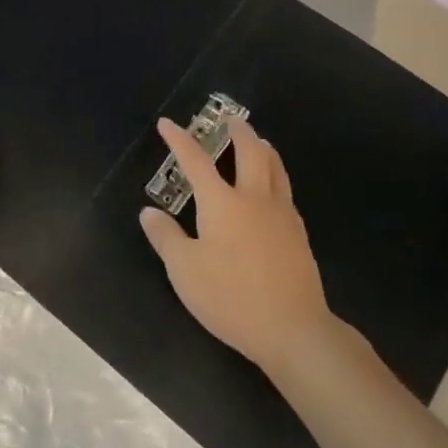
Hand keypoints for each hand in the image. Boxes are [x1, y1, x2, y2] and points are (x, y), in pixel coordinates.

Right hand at [140, 116, 330, 374]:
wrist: (292, 328)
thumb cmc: (230, 297)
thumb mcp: (185, 271)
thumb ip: (166, 238)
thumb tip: (148, 212)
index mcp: (222, 202)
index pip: (195, 161)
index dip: (179, 140)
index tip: (167, 123)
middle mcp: (254, 198)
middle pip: (250, 152)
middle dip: (238, 132)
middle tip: (230, 119)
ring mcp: (281, 215)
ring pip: (275, 168)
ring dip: (263, 148)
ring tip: (258, 141)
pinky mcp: (298, 234)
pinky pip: (285, 191)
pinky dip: (276, 176)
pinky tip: (273, 188)